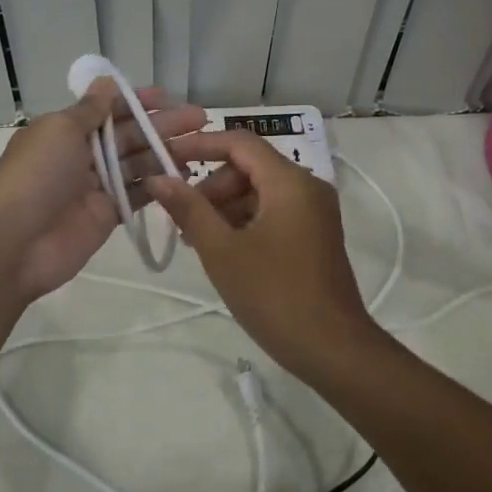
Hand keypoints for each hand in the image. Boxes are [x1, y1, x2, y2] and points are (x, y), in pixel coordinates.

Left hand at [0, 81, 205, 309]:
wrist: (14, 244)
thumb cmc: (36, 176)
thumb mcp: (60, 131)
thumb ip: (90, 109)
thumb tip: (106, 81)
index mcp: (65, 130)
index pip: (108, 109)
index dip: (138, 101)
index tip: (169, 97)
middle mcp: (81, 154)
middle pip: (128, 134)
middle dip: (161, 125)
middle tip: (201, 120)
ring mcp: (95, 186)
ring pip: (137, 162)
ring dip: (165, 152)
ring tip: (200, 147)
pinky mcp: (107, 215)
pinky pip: (137, 194)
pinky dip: (159, 184)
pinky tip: (186, 175)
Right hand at [145, 131, 377, 380]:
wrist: (333, 349)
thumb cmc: (275, 296)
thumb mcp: (222, 251)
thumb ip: (189, 209)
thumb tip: (158, 178)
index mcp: (289, 181)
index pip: (239, 142)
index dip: (200, 145)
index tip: (166, 159)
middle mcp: (307, 186)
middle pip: (249, 166)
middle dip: (211, 185)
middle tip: (181, 217)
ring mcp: (314, 210)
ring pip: (260, 190)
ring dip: (225, 206)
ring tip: (196, 239)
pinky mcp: (315, 233)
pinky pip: (273, 210)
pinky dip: (245, 220)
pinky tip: (223, 249)